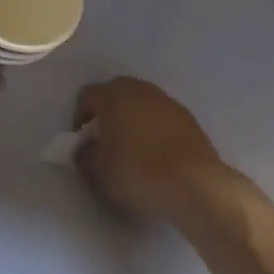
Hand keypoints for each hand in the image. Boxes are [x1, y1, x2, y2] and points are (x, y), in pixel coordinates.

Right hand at [72, 77, 228, 220]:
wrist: (194, 183)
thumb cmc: (137, 172)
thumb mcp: (99, 170)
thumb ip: (85, 154)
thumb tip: (85, 149)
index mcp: (112, 95)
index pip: (87, 96)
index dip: (80, 117)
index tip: (83, 142)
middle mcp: (139, 89)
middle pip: (115, 93)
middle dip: (107, 113)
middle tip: (106, 141)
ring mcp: (167, 101)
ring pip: (141, 103)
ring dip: (133, 119)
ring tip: (134, 149)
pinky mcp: (188, 117)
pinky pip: (162, 117)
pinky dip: (155, 128)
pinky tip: (158, 154)